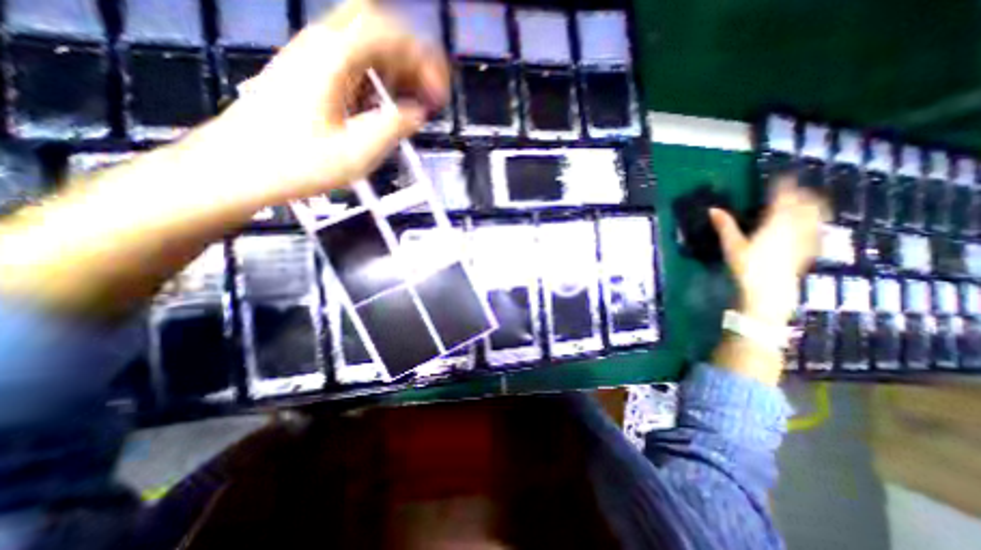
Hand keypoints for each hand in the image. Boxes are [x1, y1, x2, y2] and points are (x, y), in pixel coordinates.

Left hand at [210, 0, 451, 208]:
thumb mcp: (356, 154)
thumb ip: (392, 128)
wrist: (239, 168)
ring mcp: (312, 57)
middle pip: (377, 23)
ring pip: (364, 39)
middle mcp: (321, 47)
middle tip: (426, 90)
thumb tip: (416, 113)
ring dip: (396, 65)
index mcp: (333, 60)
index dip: (424, 59)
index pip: (389, 32)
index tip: (438, 93)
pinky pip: (352, 59)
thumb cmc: (297, 164)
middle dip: (411, 55)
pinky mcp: (309, 74)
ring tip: (411, 100)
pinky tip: (384, 103)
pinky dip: (377, 75)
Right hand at [706, 177, 824, 326]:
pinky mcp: (807, 251)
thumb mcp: (732, 246)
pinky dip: (816, 223)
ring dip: (814, 205)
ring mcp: (804, 240)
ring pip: (815, 216)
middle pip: (805, 205)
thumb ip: (724, 226)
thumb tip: (712, 209)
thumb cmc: (747, 268)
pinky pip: (816, 231)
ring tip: (811, 200)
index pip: (783, 199)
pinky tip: (814, 225)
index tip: (782, 176)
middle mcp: (793, 228)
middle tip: (797, 187)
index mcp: (775, 224)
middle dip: (802, 193)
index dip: (783, 186)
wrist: (769, 291)